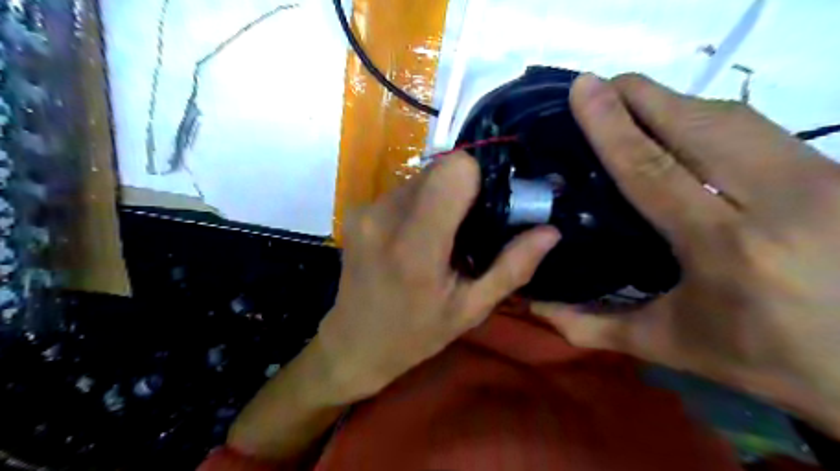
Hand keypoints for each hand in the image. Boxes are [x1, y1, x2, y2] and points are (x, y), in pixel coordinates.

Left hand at [314, 153, 556, 400]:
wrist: (354, 343)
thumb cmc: (416, 334)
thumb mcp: (471, 309)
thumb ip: (512, 267)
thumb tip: (550, 231)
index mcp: (417, 247)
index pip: (454, 170)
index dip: (478, 179)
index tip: (487, 205)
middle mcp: (385, 218)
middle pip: (439, 169)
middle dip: (461, 189)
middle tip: (469, 226)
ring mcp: (365, 211)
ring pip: (420, 177)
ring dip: (438, 197)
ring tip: (441, 236)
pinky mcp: (356, 210)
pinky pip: (401, 190)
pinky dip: (418, 204)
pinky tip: (416, 236)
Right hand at [538, 73, 839, 437]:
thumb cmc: (762, 358)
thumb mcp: (668, 345)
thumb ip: (593, 326)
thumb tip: (535, 307)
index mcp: (726, 248)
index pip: (654, 169)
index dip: (612, 126)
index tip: (583, 88)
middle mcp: (780, 200)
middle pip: (696, 124)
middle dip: (641, 96)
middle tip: (599, 88)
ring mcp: (822, 177)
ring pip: (732, 116)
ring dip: (674, 102)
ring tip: (631, 104)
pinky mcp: (839, 170)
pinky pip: (757, 127)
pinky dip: (709, 117)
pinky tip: (682, 126)